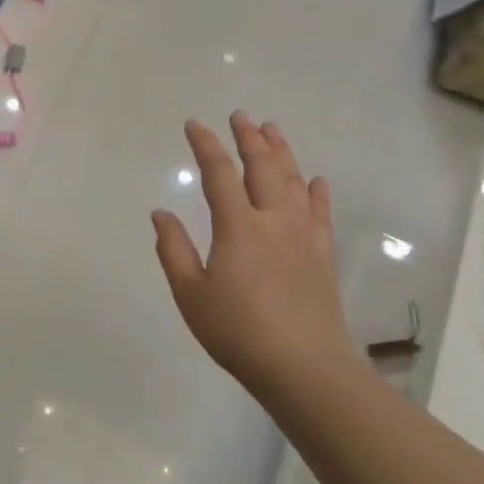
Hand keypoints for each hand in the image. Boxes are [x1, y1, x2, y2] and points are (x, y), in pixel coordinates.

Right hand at [152, 115, 349, 392]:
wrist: (304, 367)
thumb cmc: (237, 331)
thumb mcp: (190, 293)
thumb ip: (173, 249)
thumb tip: (161, 213)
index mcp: (237, 227)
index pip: (219, 174)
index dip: (206, 146)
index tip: (194, 124)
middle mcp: (273, 221)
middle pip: (263, 167)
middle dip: (250, 138)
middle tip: (241, 115)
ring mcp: (303, 236)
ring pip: (294, 181)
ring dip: (282, 152)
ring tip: (272, 130)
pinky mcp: (322, 255)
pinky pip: (320, 213)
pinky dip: (317, 192)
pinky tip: (316, 180)